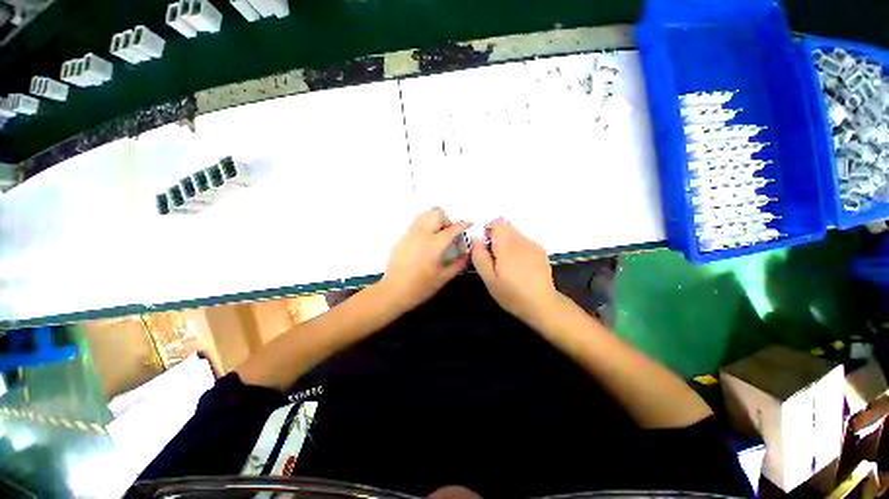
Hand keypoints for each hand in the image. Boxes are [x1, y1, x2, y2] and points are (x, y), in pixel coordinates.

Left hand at [379, 208, 470, 312]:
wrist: (394, 291)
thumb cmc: (421, 287)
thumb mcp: (444, 277)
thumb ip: (458, 264)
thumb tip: (467, 254)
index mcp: (434, 244)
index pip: (452, 228)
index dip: (463, 224)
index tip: (469, 224)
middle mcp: (421, 234)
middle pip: (436, 213)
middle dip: (446, 220)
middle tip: (448, 234)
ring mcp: (409, 234)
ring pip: (424, 215)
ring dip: (434, 220)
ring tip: (437, 235)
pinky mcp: (401, 238)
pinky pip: (415, 224)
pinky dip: (424, 226)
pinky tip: (424, 242)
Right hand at [471, 219, 558, 322]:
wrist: (542, 305)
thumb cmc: (511, 294)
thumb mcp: (489, 279)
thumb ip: (479, 255)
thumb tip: (475, 236)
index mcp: (507, 245)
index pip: (496, 223)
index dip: (487, 231)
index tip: (485, 248)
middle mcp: (522, 240)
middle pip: (505, 226)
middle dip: (495, 237)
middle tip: (494, 258)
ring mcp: (533, 244)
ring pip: (514, 233)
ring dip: (506, 242)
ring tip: (506, 264)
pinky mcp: (540, 250)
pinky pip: (523, 240)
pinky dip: (516, 247)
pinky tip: (518, 266)